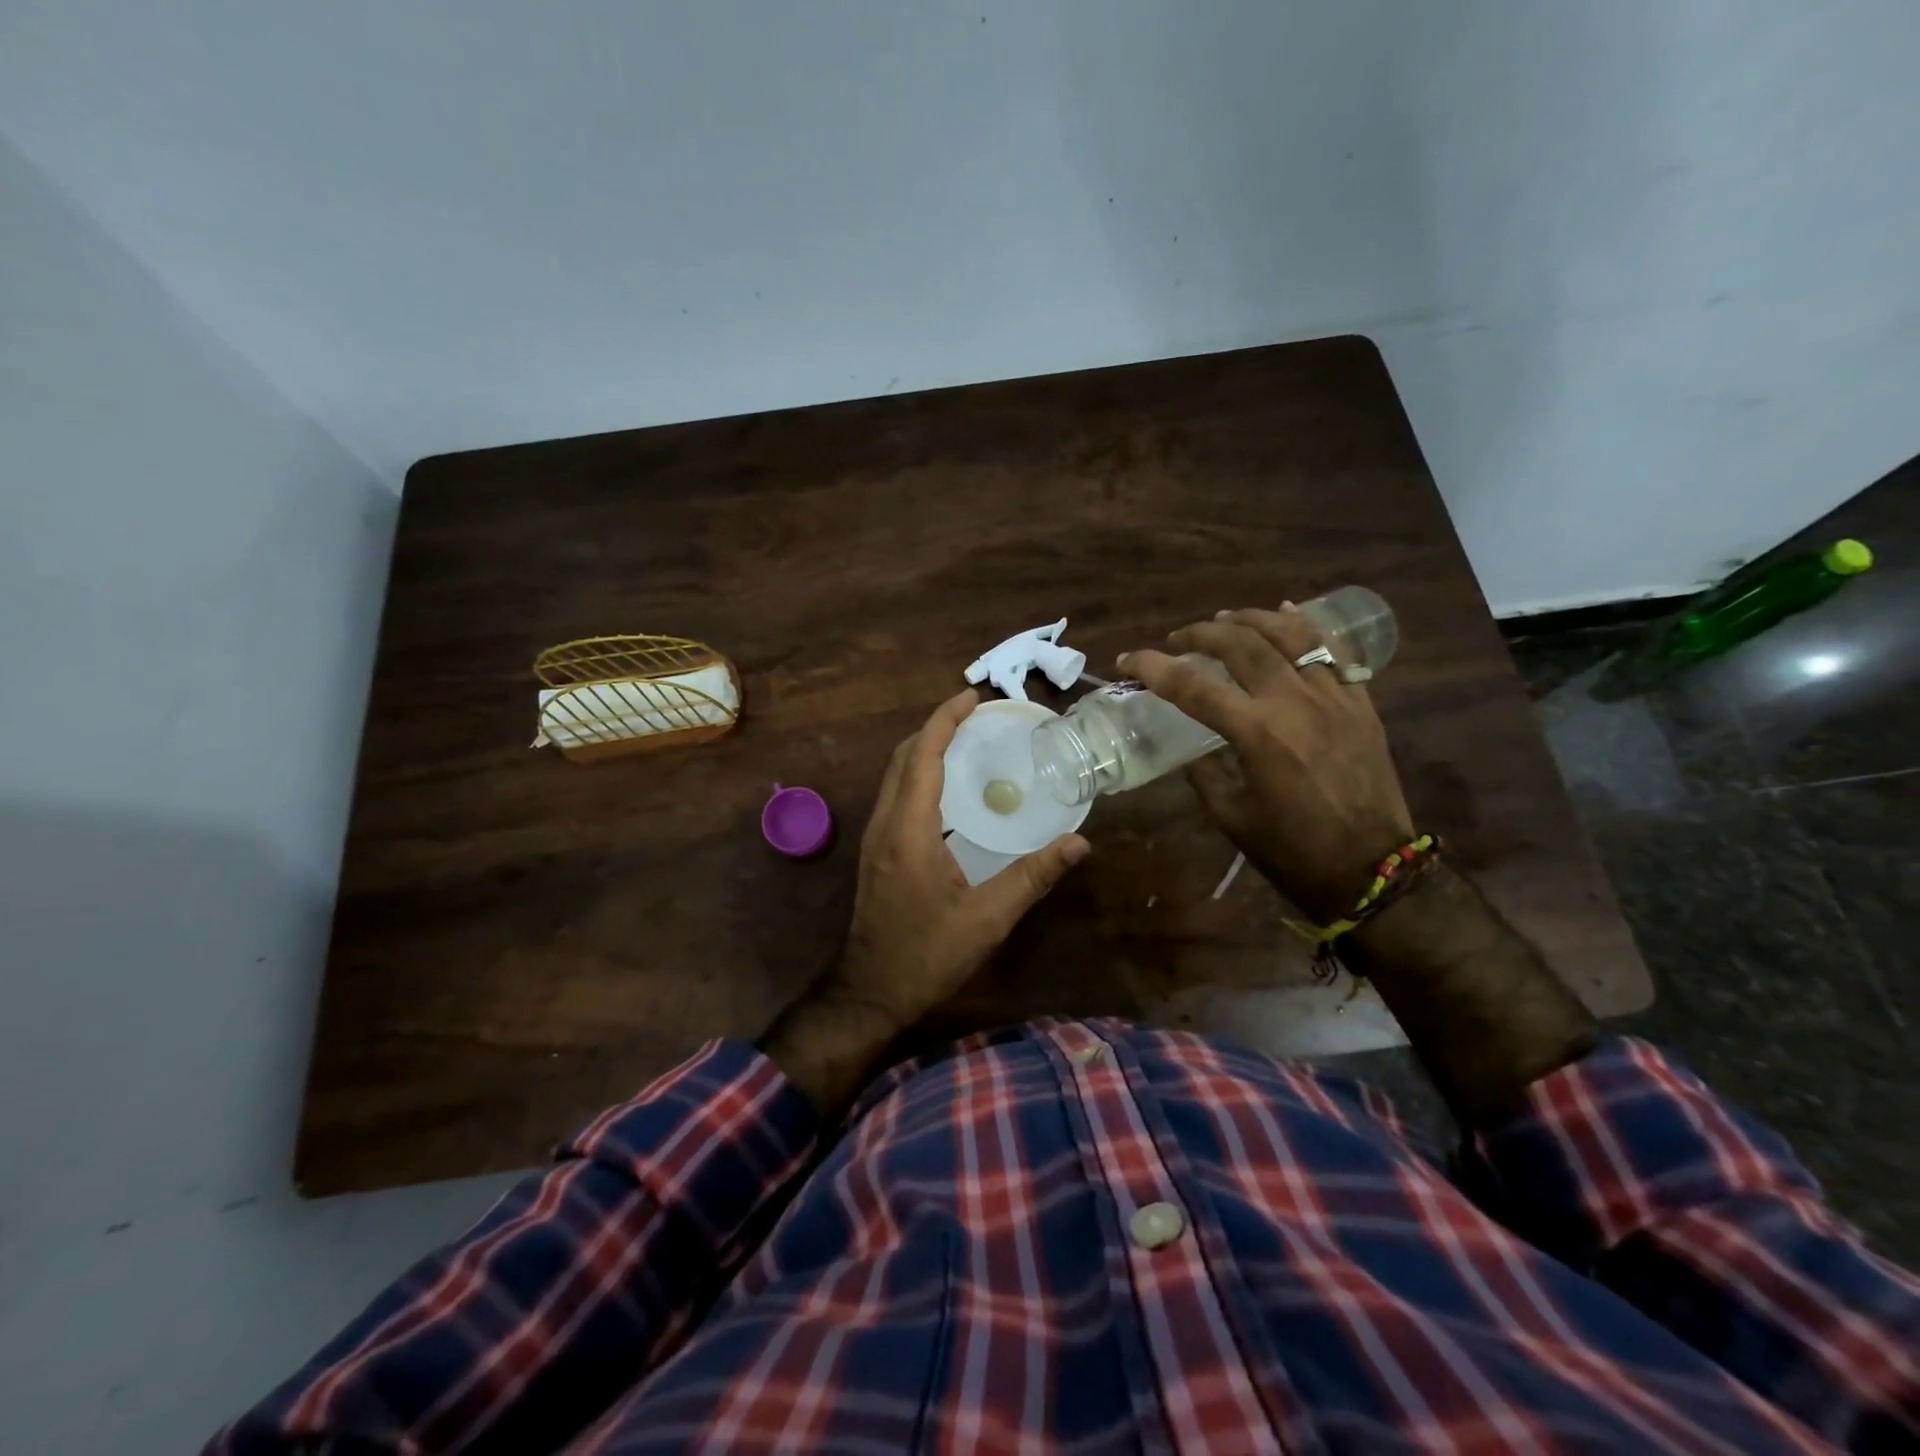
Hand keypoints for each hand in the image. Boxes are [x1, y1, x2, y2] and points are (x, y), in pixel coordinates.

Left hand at [836, 688, 1089, 1025]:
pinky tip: (945, 790)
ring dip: (924, 749)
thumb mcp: (988, 919)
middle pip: (903, 757)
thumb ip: (1033, 877)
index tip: (971, 696)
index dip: (944, 720)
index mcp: (909, 829)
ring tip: (962, 741)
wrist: (870, 991)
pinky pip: (895, 795)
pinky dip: (918, 774)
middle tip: (973, 715)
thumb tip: (1079, 843)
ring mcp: (876, 838)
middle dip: (934, 727)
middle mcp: (886, 824)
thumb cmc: (927, 954)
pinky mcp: (877, 852)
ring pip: (894, 775)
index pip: (922, 756)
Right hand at [1121, 605, 1411, 922]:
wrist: (1372, 870)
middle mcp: (1295, 702)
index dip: (1153, 667)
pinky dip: (1306, 627)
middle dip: (1200, 633)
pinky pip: (1334, 650)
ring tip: (1225, 618)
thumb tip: (1189, 746)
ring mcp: (1334, 696)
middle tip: (1177, 639)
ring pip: (1290, 635)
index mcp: (1258, 734)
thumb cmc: (1293, 851)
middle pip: (1241, 644)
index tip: (1127, 660)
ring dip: (1251, 619)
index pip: (1192, 686)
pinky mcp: (1361, 702)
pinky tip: (1287, 613)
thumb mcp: (1231, 816)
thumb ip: (1204, 772)